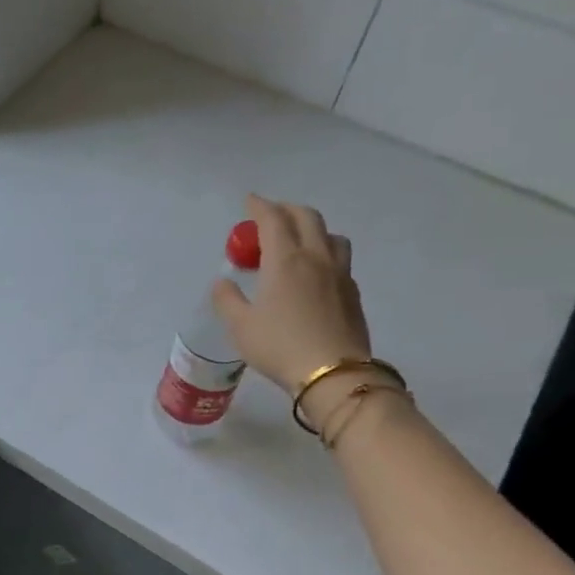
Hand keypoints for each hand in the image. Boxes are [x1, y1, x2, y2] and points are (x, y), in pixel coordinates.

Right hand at [211, 196, 379, 426]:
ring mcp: (339, 274)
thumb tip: (222, 282)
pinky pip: (339, 259)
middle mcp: (315, 257)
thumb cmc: (279, 346)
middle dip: (286, 210)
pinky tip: (315, 272)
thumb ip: (227, 300)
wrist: (333, 373)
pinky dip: (324, 253)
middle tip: (270, 217)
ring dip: (312, 229)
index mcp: (285, 260)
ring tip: (297, 241)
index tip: (249, 202)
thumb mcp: (240, 327)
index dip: (259, 206)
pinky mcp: (352, 292)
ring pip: (330, 235)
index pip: (273, 219)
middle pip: (307, 217)